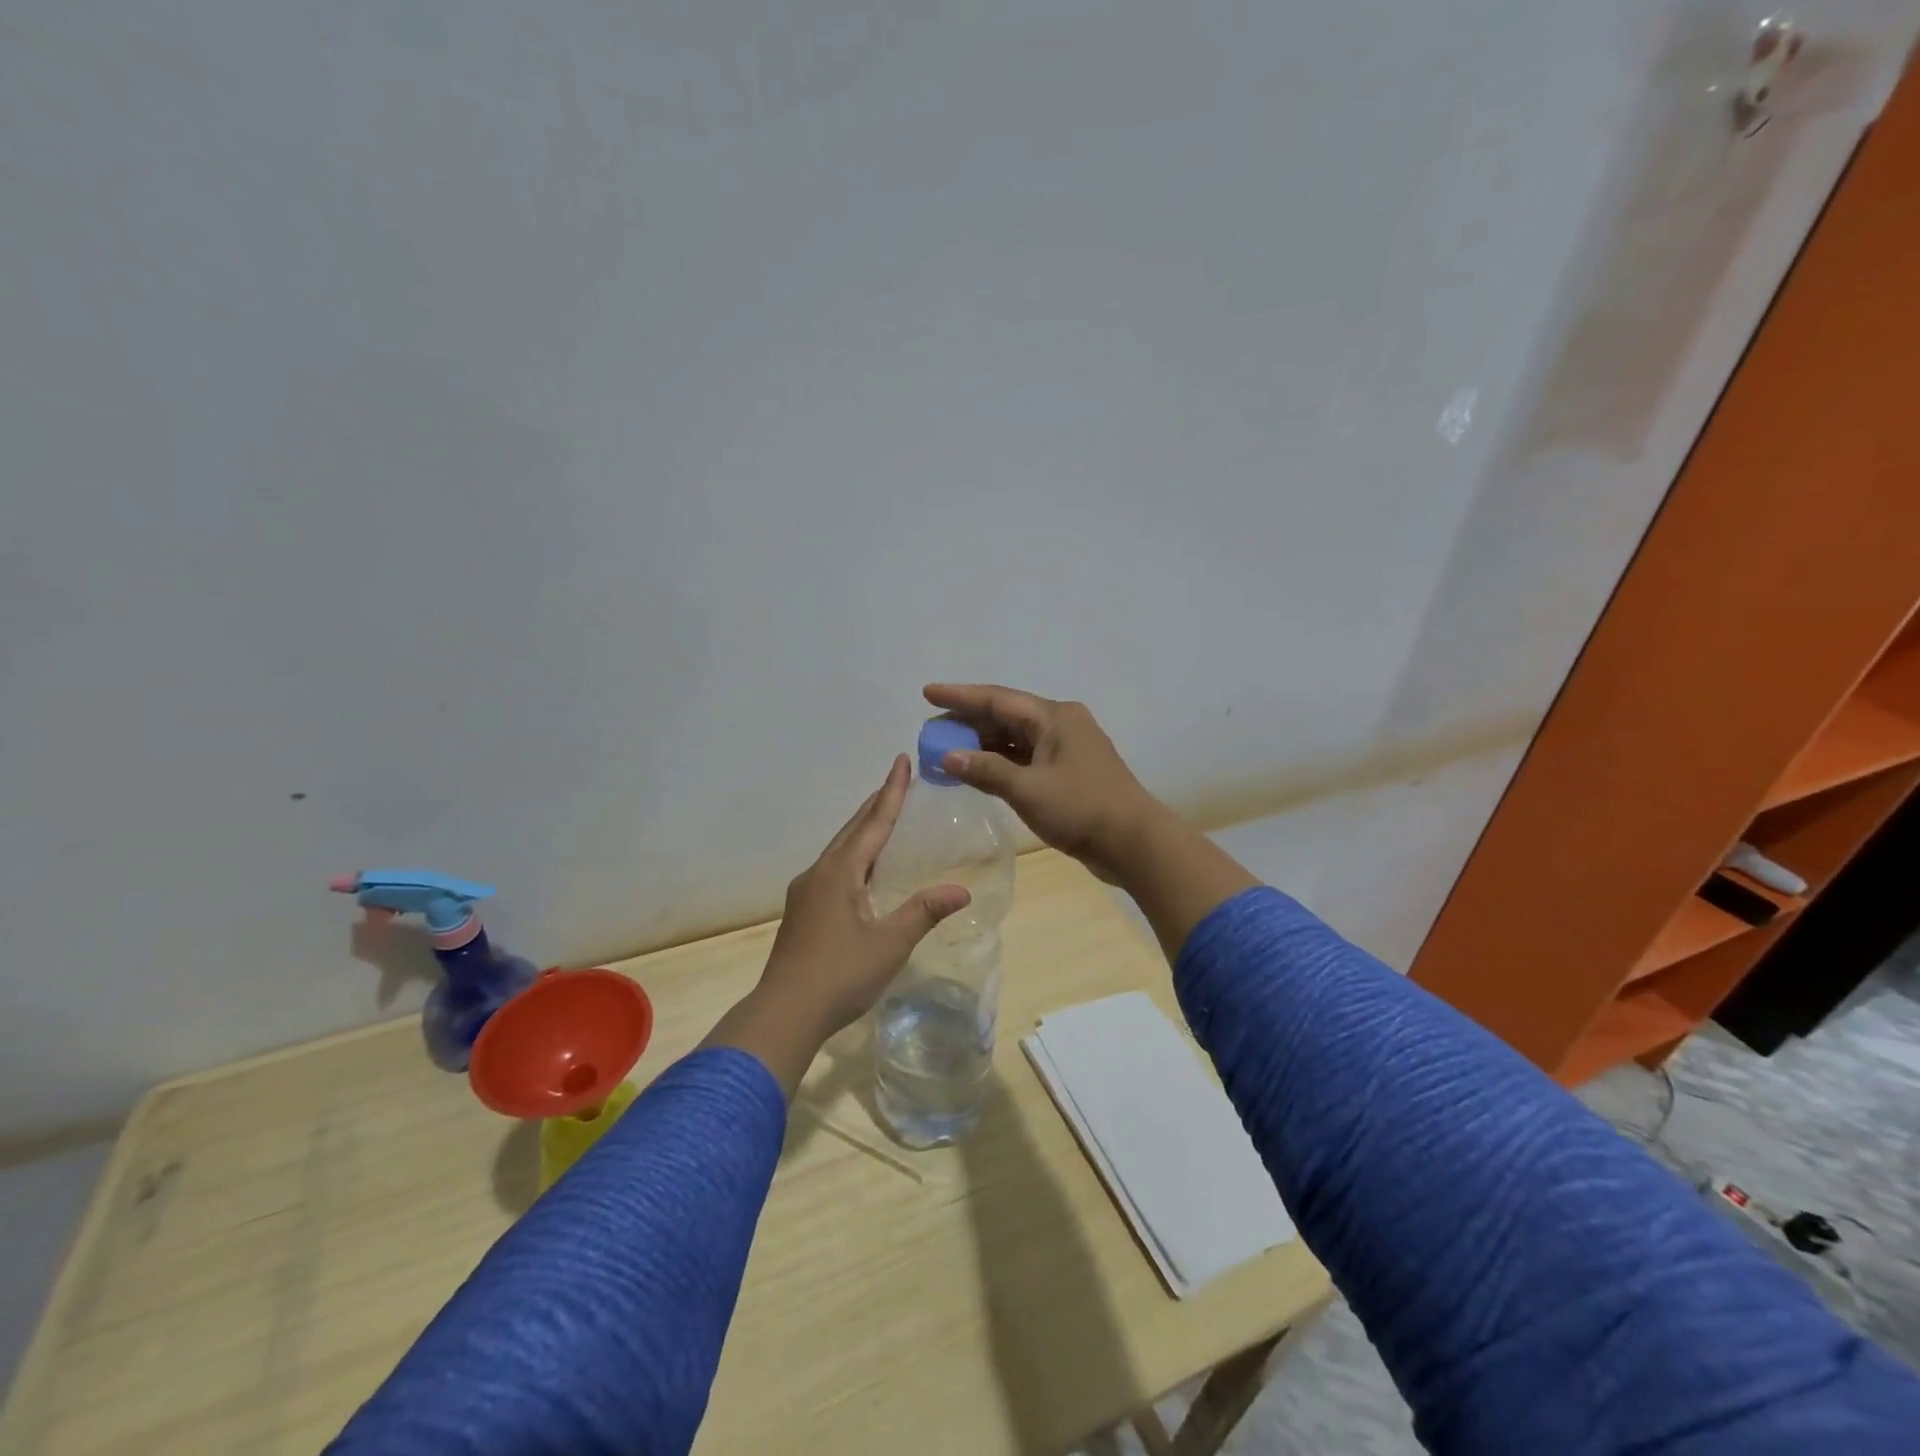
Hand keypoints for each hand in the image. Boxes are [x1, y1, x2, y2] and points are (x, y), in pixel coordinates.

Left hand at [701, 755, 969, 1095]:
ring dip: (862, 829)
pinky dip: (853, 854)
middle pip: (852, 830)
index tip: (901, 761)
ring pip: (839, 849)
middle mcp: (819, 873)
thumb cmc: (840, 975)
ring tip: (883, 817)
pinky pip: (833, 868)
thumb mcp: (890, 944)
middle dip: (876, 804)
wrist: (784, 1013)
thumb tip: (961, 890)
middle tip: (897, 781)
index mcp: (840, 873)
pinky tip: (862, 868)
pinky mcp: (802, 911)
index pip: (873, 823)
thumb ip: (924, 912)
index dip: (891, 792)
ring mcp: (806, 892)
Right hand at [922, 683, 1162, 882]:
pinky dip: (1000, 762)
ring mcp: (1066, 748)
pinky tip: (977, 770)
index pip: (997, 699)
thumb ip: (986, 770)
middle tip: (931, 730)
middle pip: (1005, 715)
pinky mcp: (1068, 772)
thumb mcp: (1028, 790)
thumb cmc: (1082, 809)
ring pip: (1015, 738)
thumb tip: (948, 756)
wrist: (1134, 842)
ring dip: (982, 744)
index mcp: (1054, 717)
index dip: (959, 696)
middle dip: (967, 721)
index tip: (927, 693)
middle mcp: (1060, 724)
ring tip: (946, 750)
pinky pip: (1025, 757)